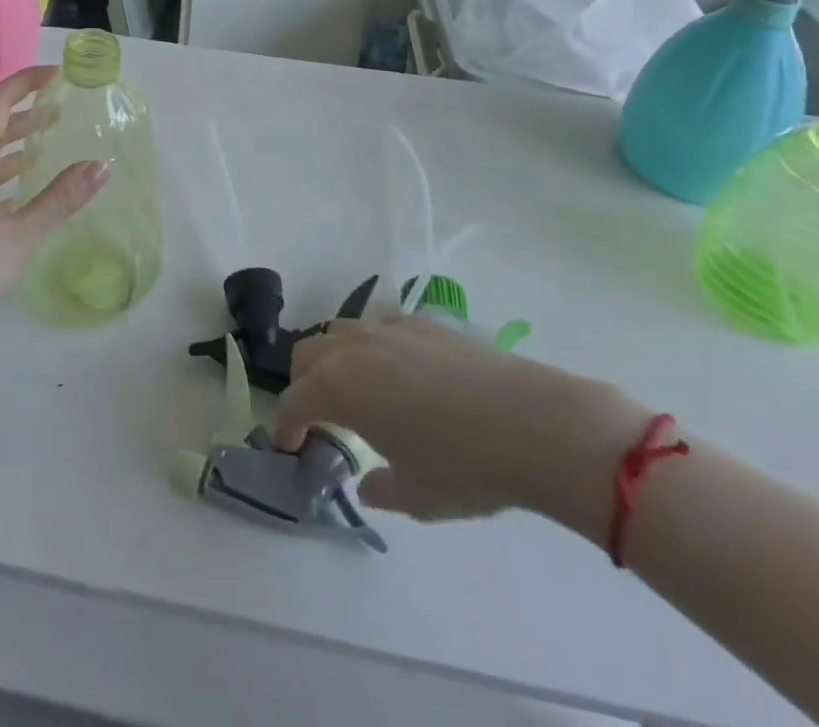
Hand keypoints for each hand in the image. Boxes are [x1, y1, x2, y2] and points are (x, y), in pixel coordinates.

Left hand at [0, 65, 109, 313]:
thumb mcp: (20, 234)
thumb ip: (60, 199)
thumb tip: (101, 165)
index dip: (25, 81)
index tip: (55, 75)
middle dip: (26, 113)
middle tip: (60, 111)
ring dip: (15, 143)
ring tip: (46, 144)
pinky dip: (3, 172)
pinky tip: (20, 190)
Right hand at [275, 315, 648, 530]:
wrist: (532, 423)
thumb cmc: (463, 466)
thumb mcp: (416, 496)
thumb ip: (380, 488)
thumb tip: (367, 485)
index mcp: (339, 388)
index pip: (294, 401)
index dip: (286, 426)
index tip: (290, 446)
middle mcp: (354, 349)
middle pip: (307, 353)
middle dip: (303, 384)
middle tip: (318, 415)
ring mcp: (388, 328)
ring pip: (340, 331)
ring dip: (334, 358)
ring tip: (355, 389)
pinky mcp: (422, 322)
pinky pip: (380, 326)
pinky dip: (373, 347)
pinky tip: (399, 372)